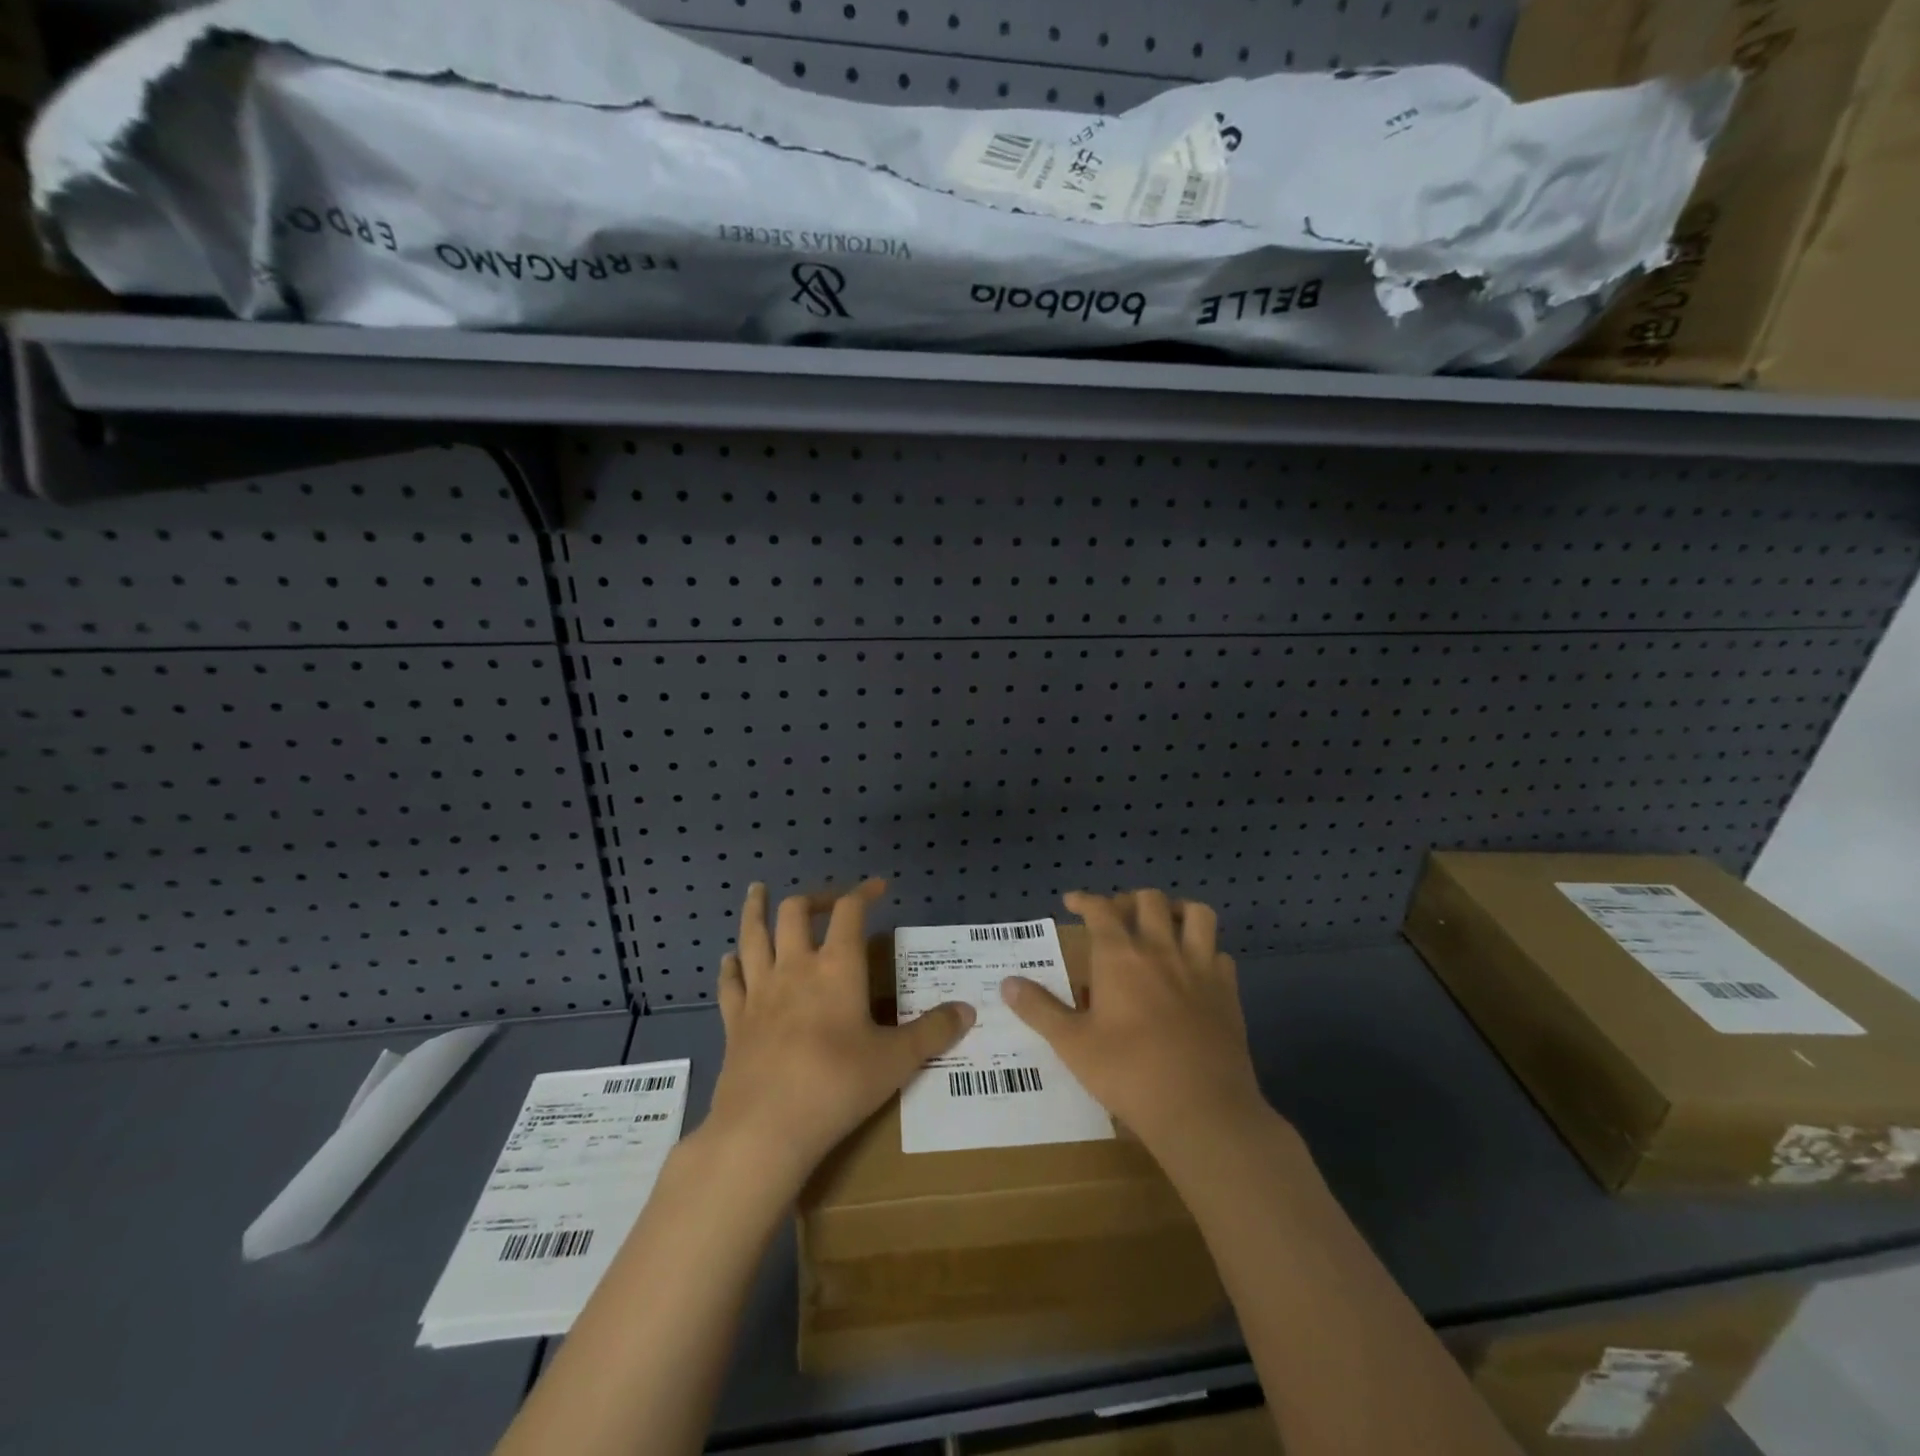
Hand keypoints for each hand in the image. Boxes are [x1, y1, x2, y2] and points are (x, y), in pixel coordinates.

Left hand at [702, 879, 974, 1187]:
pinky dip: (731, 965)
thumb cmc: (837, 1085)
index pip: (849, 911)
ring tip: (757, 891)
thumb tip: (968, 1010)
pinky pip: (730, 982)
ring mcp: (760, 992)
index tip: (878, 887)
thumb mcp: (896, 1060)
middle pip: (795, 912)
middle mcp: (795, 967)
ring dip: (756, 910)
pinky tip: (730, 959)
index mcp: (837, 967)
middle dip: (813, 899)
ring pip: (753, 936)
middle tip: (828, 903)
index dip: (863, 892)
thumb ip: (933, 1032)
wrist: (765, 1128)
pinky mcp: (734, 1021)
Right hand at [1001, 889, 1266, 1156]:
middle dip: (1130, 900)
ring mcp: (1200, 968)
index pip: (1100, 909)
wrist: (1201, 1109)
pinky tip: (1196, 969)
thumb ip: (1039, 1009)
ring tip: (1164, 925)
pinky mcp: (1228, 991)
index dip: (1085, 899)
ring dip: (1178, 911)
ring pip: (1197, 914)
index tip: (1072, 901)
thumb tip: (1007, 983)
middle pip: (1150, 900)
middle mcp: (1161, 949)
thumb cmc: (1128, 1073)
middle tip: (1117, 918)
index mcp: (1120, 956)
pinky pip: (1221, 954)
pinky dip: (1206, 952)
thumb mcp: (1071, 1044)